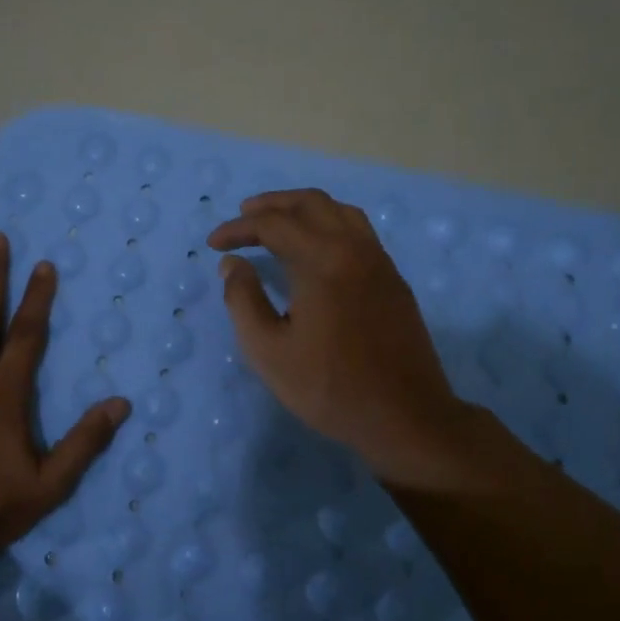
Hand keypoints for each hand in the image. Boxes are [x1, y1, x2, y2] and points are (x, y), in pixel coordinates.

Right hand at [208, 189, 482, 484]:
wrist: (405, 417)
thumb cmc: (329, 387)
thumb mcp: (268, 351)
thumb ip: (243, 300)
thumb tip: (233, 263)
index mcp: (322, 261)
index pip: (273, 224)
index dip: (238, 229)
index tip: (214, 245)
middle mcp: (354, 248)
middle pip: (311, 203)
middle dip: (272, 204)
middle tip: (244, 214)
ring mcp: (379, 262)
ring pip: (340, 211)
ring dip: (304, 208)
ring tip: (279, 222)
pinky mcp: (393, 279)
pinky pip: (358, 231)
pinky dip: (329, 223)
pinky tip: (317, 248)